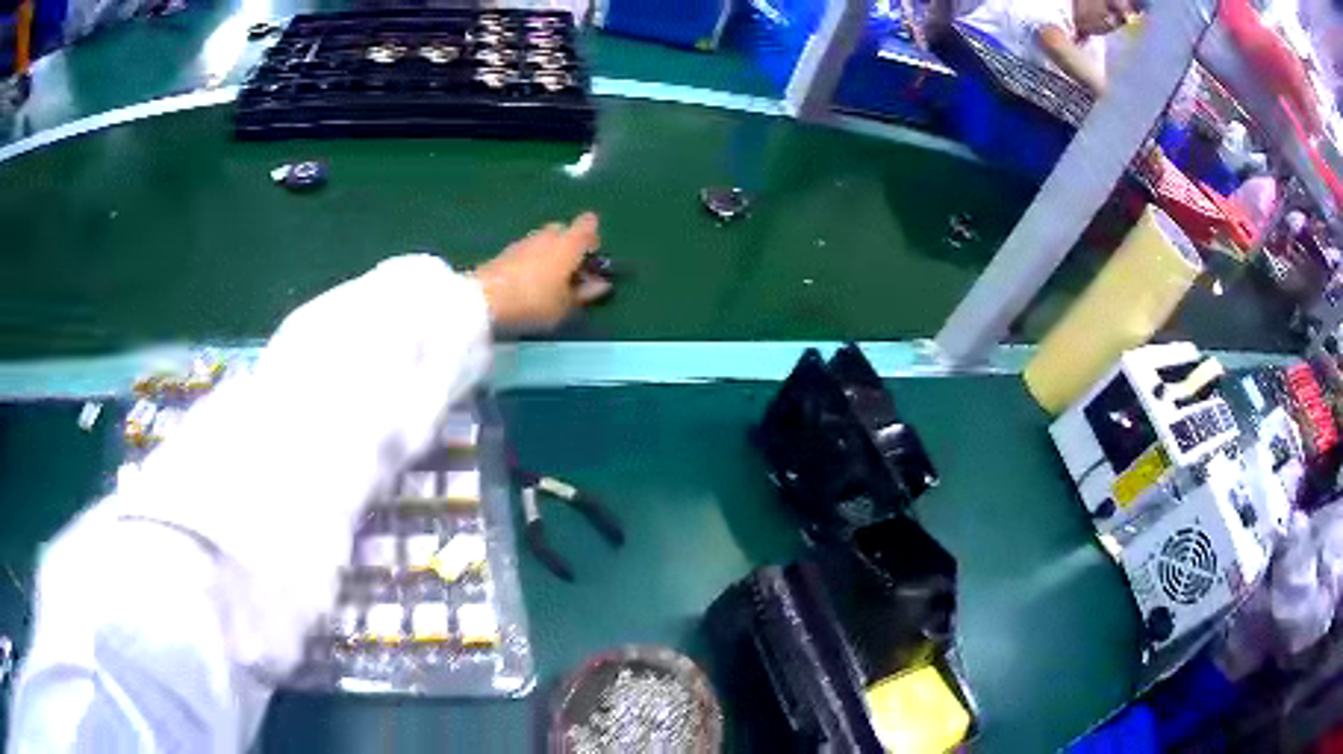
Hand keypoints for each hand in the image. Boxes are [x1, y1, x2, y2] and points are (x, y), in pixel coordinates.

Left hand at [475, 213, 612, 331]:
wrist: (484, 299)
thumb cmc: (534, 301)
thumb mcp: (566, 306)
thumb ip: (586, 293)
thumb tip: (601, 284)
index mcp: (569, 243)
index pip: (588, 225)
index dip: (593, 238)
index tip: (591, 259)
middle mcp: (548, 235)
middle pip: (564, 230)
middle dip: (569, 245)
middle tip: (569, 272)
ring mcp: (524, 241)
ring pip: (543, 240)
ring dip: (549, 254)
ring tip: (548, 282)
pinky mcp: (505, 251)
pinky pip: (527, 250)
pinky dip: (531, 261)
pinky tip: (527, 283)